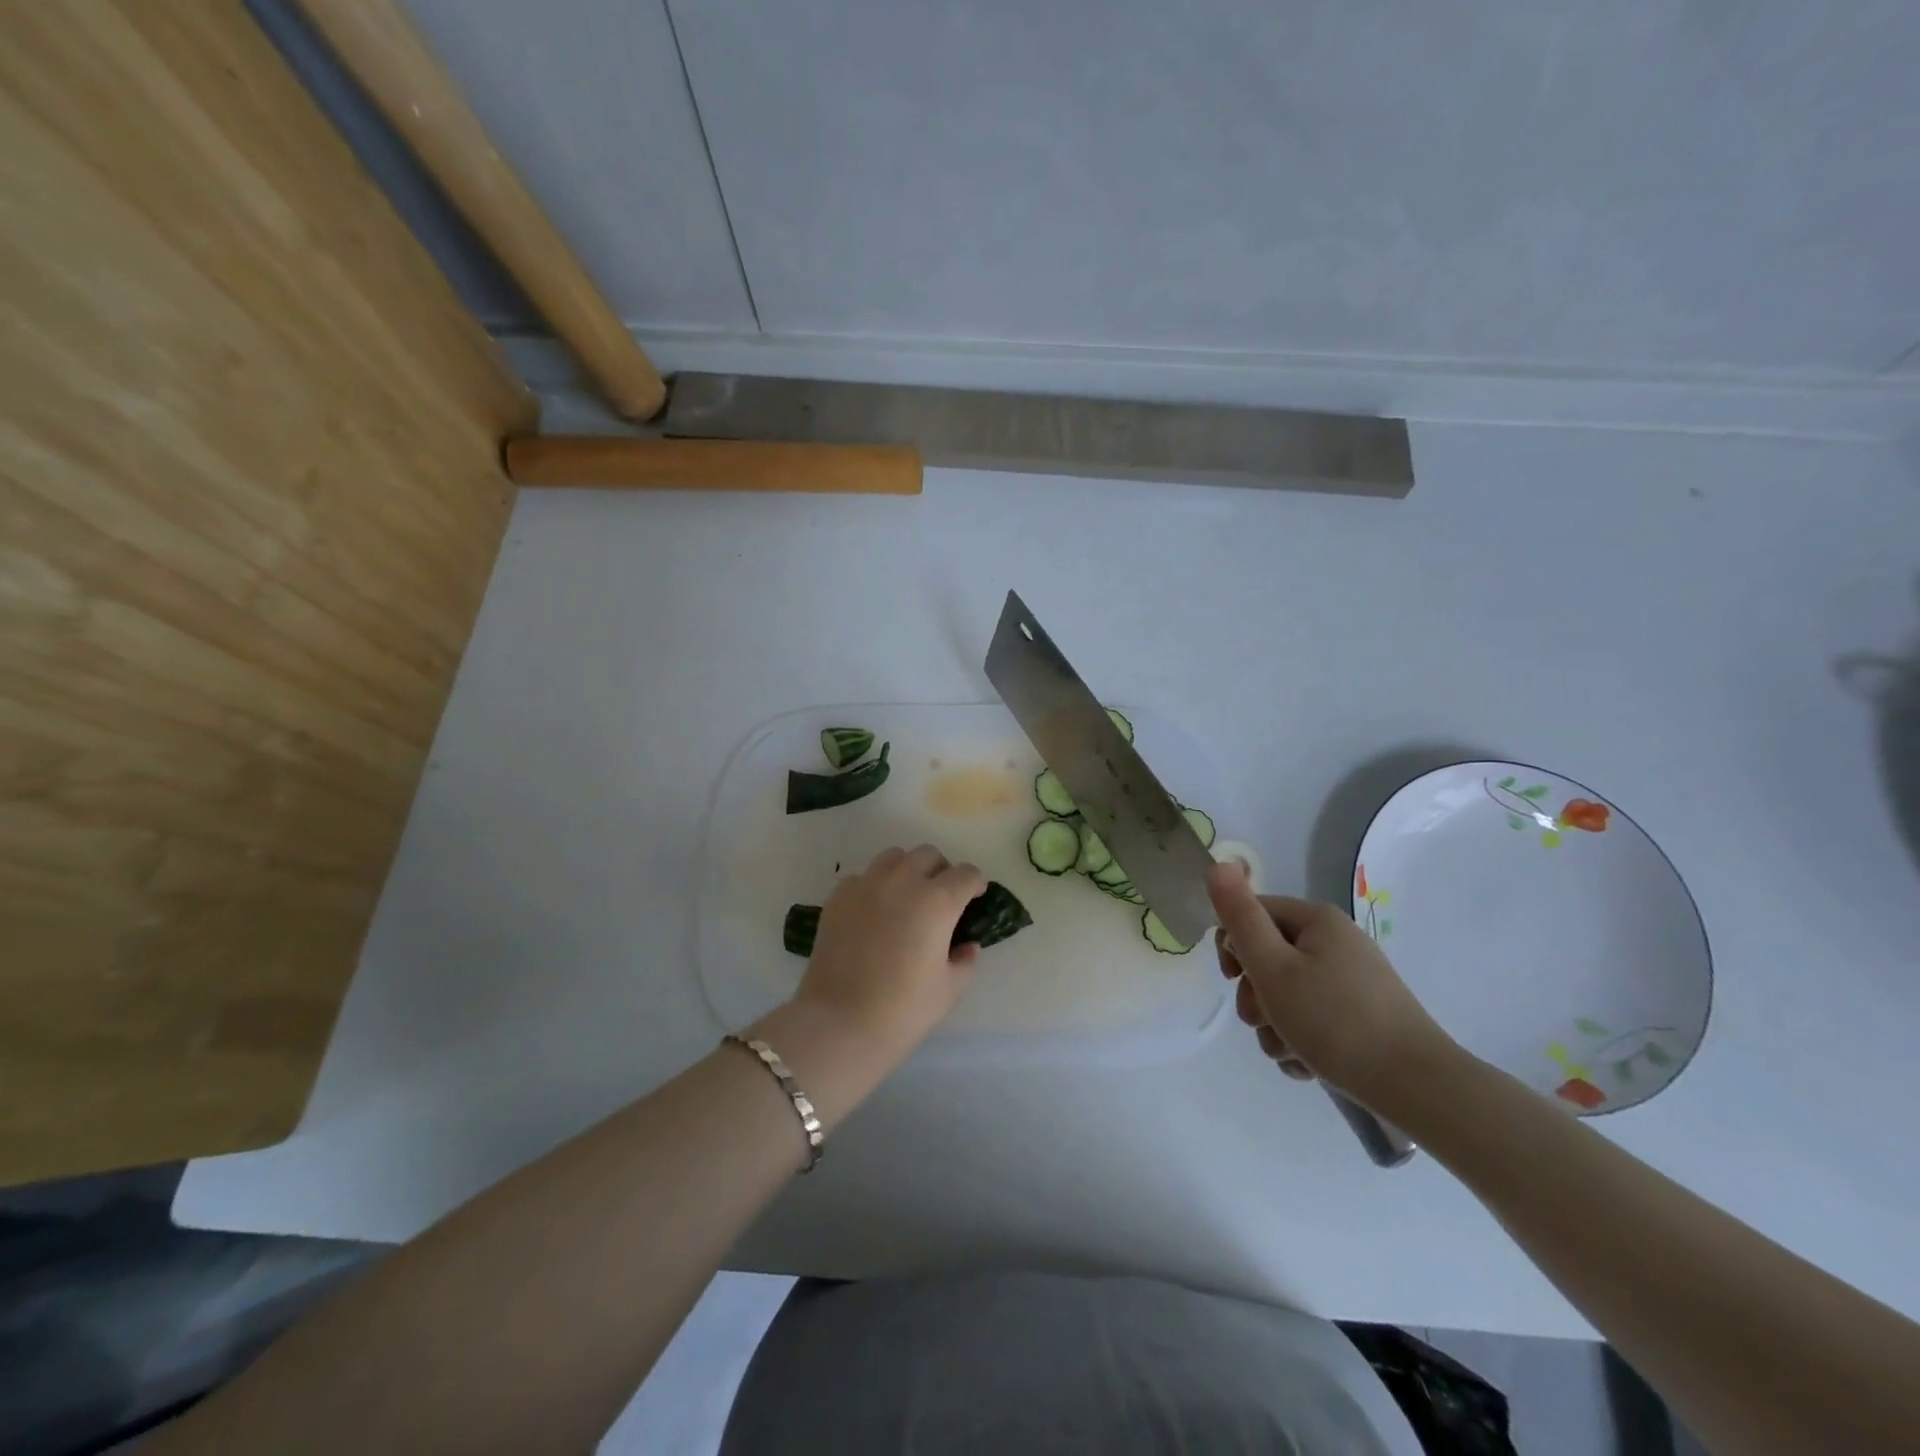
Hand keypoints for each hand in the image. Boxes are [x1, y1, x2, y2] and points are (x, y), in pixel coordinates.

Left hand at [794, 844, 986, 1064]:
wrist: (840, 1022)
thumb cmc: (904, 1009)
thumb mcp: (949, 989)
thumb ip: (965, 961)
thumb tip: (967, 946)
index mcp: (938, 901)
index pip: (966, 874)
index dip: (975, 883)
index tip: (975, 896)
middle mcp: (903, 881)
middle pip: (928, 855)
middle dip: (941, 870)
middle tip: (941, 896)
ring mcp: (867, 885)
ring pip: (893, 857)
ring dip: (907, 870)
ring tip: (906, 897)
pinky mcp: (838, 897)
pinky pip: (862, 877)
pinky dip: (874, 887)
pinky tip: (873, 912)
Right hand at [1205, 862, 1458, 1112]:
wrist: (1417, 1087)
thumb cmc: (1334, 1020)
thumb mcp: (1273, 966)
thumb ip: (1240, 916)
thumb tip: (1218, 864)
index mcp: (1316, 920)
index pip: (1253, 914)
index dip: (1234, 946)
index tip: (1233, 979)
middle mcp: (1336, 942)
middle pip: (1269, 958)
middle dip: (1255, 994)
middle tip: (1262, 1020)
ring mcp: (1352, 981)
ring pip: (1288, 994)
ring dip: (1275, 1025)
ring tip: (1288, 1051)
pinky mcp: (1362, 1016)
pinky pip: (1313, 1019)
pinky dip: (1301, 1040)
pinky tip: (1307, 1064)